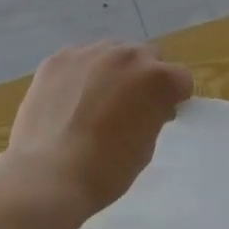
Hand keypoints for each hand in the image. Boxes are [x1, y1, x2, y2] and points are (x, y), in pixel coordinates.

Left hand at [5, 41, 193, 217]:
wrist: (48, 175)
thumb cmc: (106, 170)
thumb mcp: (146, 146)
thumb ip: (153, 114)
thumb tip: (147, 106)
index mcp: (157, 78)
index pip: (180, 78)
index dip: (173, 97)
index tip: (161, 114)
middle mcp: (127, 55)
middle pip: (146, 57)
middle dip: (144, 77)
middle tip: (128, 106)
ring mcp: (90, 53)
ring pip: (111, 52)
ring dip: (112, 71)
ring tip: (94, 101)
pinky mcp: (58, 58)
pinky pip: (79, 59)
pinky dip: (80, 74)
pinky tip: (68, 100)